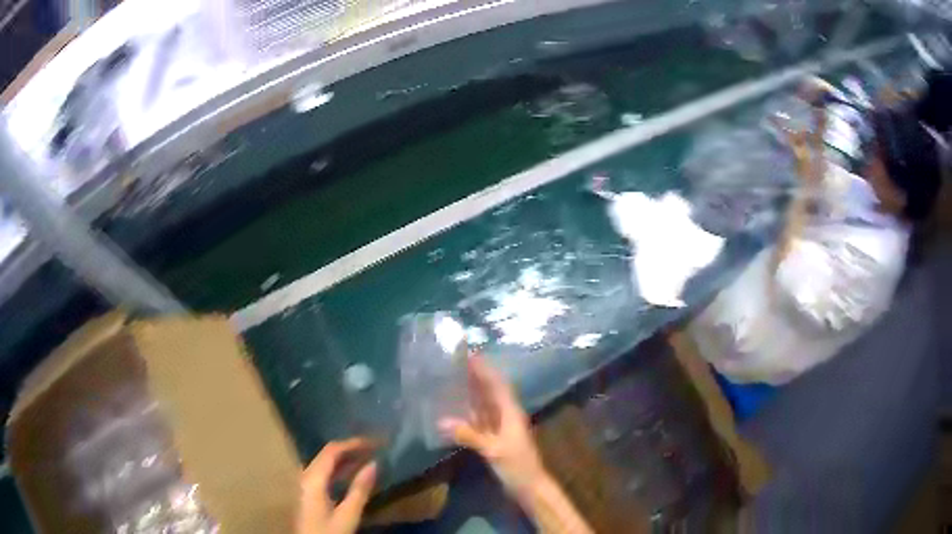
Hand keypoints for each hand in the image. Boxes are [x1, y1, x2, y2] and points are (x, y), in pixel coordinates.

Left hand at [297, 439, 376, 533]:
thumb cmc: (328, 532)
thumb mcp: (348, 515)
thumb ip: (360, 489)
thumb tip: (374, 464)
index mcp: (313, 478)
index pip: (332, 450)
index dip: (353, 443)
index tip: (374, 442)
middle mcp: (304, 475)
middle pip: (326, 454)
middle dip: (350, 449)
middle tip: (372, 449)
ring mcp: (302, 483)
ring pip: (323, 463)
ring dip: (344, 459)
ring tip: (365, 459)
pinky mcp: (305, 492)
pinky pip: (321, 472)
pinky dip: (337, 470)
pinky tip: (350, 475)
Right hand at [439, 355, 547, 496]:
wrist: (529, 486)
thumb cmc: (516, 465)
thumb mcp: (493, 450)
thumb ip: (468, 435)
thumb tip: (441, 421)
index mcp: (510, 412)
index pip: (497, 384)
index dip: (485, 369)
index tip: (470, 354)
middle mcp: (506, 415)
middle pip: (490, 391)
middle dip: (476, 376)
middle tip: (455, 363)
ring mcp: (501, 427)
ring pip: (485, 404)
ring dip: (472, 392)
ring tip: (452, 379)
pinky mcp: (495, 438)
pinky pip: (480, 419)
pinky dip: (469, 412)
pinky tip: (455, 409)